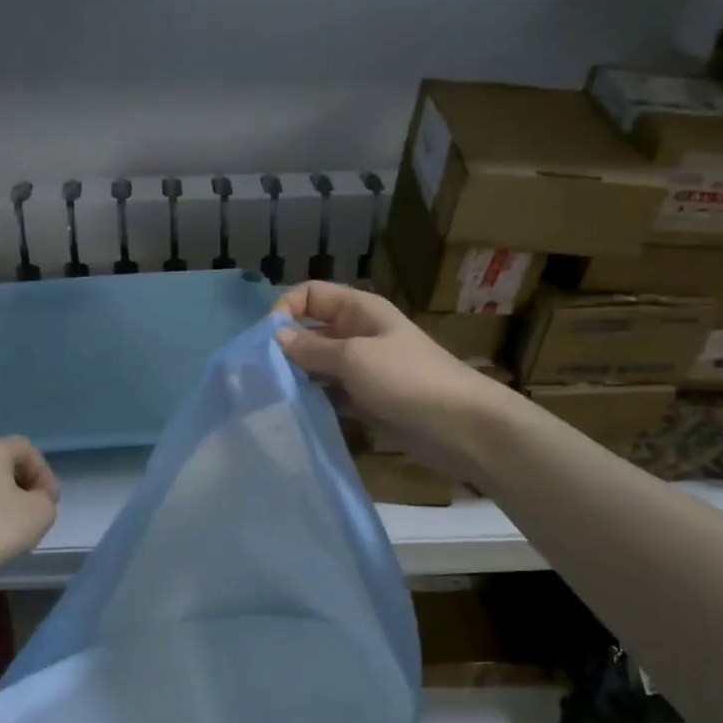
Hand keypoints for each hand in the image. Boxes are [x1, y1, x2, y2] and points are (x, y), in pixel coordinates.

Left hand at [0, 437, 61, 579]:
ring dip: (4, 502)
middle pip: (4, 465)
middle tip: (36, 513)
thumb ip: (46, 499)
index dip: (45, 473)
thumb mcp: (41, 512)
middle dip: (25, 487)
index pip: (27, 449)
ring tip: (14, 530)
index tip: (51, 502)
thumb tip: (33, 500)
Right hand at [275, 282, 509, 480]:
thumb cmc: (408, 379)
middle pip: (310, 331)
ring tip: (271, 397)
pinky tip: (295, 414)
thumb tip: (274, 338)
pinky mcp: (365, 401)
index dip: (285, 309)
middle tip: (260, 375)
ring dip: (297, 378)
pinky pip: (329, 395)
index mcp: (358, 311)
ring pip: (317, 366)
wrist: (461, 427)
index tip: (266, 341)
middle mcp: (357, 334)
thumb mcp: (354, 357)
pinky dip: (314, 401)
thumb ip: (311, 348)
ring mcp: (362, 369)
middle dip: (285, 348)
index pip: (310, 295)